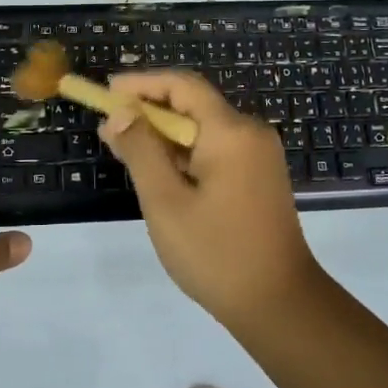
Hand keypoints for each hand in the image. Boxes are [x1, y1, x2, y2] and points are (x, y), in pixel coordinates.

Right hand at [100, 69, 321, 326]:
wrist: (280, 305)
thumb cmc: (216, 253)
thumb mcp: (166, 202)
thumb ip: (141, 150)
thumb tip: (121, 112)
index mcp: (231, 131)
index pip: (182, 85)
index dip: (142, 83)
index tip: (108, 91)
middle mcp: (250, 133)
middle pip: (193, 105)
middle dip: (149, 111)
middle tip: (109, 128)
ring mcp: (259, 155)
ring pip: (203, 129)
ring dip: (164, 135)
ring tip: (124, 149)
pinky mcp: (259, 176)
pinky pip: (216, 149)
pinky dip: (184, 153)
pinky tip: (158, 171)